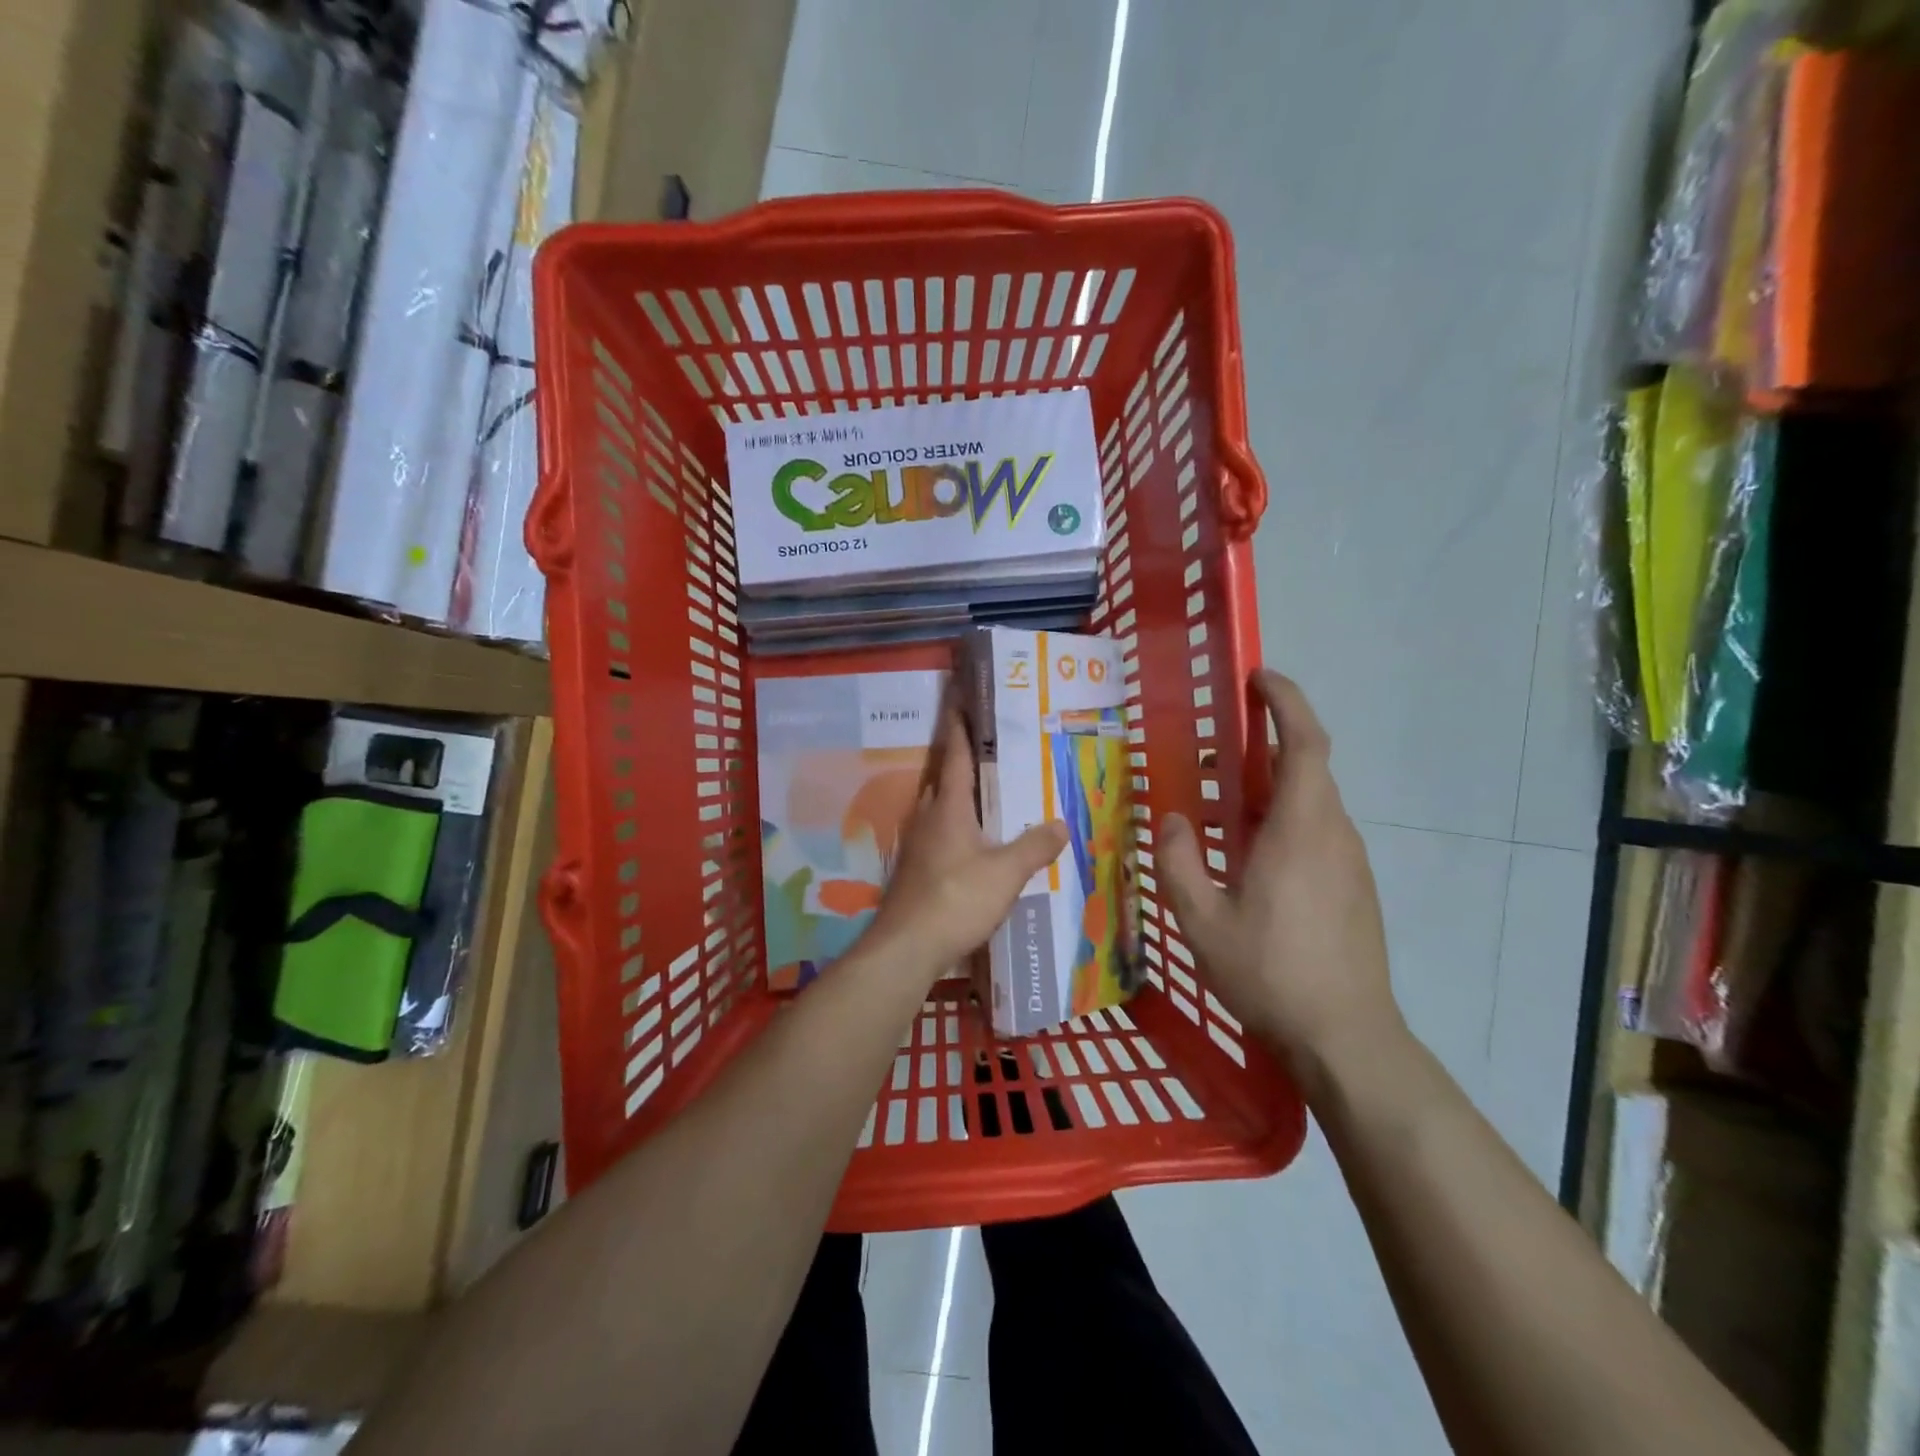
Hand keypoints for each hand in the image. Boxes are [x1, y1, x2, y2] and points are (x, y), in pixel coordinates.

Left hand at [864, 711, 1067, 982]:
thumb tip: (1062, 823)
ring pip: (939, 808)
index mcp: (949, 807)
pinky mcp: (915, 869)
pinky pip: (938, 834)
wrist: (908, 946)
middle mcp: (928, 817)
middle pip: (944, 779)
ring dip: (958, 796)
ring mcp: (918, 844)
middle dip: (961, 761)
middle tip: (989, 750)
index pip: (956, 756)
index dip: (960, 728)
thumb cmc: (957, 899)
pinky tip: (972, 843)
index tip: (960, 701)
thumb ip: (1035, 847)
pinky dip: (955, 827)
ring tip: (986, 794)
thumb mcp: (1006, 873)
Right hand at [1160, 670, 1400, 1083]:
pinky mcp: (1355, 888)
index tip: (1259, 677)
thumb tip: (1173, 820)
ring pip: (1313, 803)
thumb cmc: (1271, 974)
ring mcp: (1351, 863)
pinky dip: (1285, 819)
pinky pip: (1318, 832)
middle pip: (1308, 767)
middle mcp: (1334, 834)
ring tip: (1224, 806)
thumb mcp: (1202, 920)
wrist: (1346, 1038)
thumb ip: (1179, 862)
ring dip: (1273, 787)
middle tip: (1217, 749)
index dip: (1286, 702)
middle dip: (1268, 743)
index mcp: (1301, 830)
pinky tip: (1251, 857)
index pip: (1304, 743)